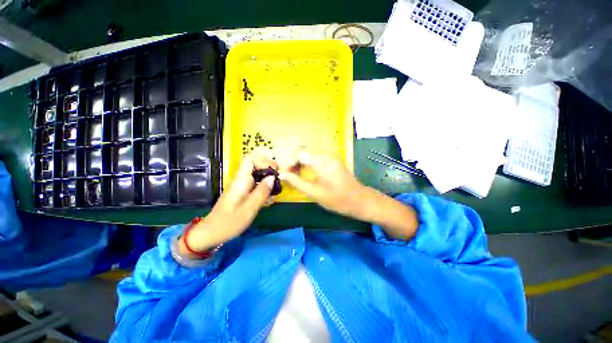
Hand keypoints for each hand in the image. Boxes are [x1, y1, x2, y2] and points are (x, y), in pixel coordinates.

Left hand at [179, 150, 276, 255]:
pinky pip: (254, 186)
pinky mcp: (241, 194)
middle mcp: (240, 181)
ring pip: (256, 177)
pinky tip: (269, 199)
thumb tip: (272, 177)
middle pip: (255, 167)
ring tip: (277, 189)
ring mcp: (240, 187)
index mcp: (241, 180)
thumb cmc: (230, 221)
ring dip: (267, 181)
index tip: (276, 169)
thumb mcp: (249, 208)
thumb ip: (262, 192)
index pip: (251, 160)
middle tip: (280, 179)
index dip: (264, 161)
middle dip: (269, 171)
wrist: (211, 233)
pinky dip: (263, 189)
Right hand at [279, 150, 418, 239]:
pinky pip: (316, 159)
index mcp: (321, 161)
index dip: (288, 163)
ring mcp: (331, 157)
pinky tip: (306, 174)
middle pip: (304, 153)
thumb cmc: (337, 199)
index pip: (299, 154)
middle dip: (293, 164)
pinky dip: (308, 165)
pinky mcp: (333, 161)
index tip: (283, 174)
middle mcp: (326, 155)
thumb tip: (282, 175)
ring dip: (300, 164)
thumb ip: (296, 182)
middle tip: (288, 176)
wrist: (360, 200)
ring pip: (310, 156)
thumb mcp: (314, 193)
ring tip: (294, 176)